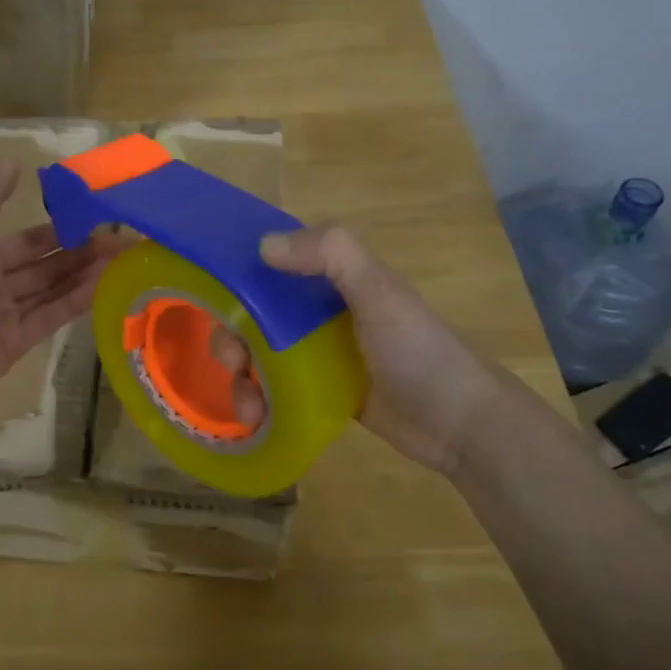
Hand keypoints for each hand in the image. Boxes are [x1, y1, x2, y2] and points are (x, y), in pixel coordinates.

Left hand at [0, 162, 122, 414]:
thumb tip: (14, 160)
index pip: (28, 241)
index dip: (60, 231)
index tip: (95, 221)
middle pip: (46, 266)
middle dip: (81, 254)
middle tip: (121, 241)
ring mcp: (6, 316)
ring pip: (52, 291)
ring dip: (84, 276)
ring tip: (121, 261)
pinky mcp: (16, 345)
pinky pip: (50, 318)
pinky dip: (75, 302)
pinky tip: (102, 286)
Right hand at [211, 224, 497, 474]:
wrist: (460, 424)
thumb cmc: (419, 351)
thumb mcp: (380, 292)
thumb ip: (331, 255)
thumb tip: (262, 245)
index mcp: (333, 280)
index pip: (272, 265)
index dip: (238, 274)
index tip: (210, 294)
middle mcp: (319, 313)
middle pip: (254, 315)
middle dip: (233, 336)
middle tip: (233, 362)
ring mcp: (318, 356)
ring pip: (259, 356)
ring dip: (242, 378)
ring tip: (249, 409)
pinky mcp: (319, 394)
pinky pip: (274, 390)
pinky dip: (258, 402)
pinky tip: (256, 420)